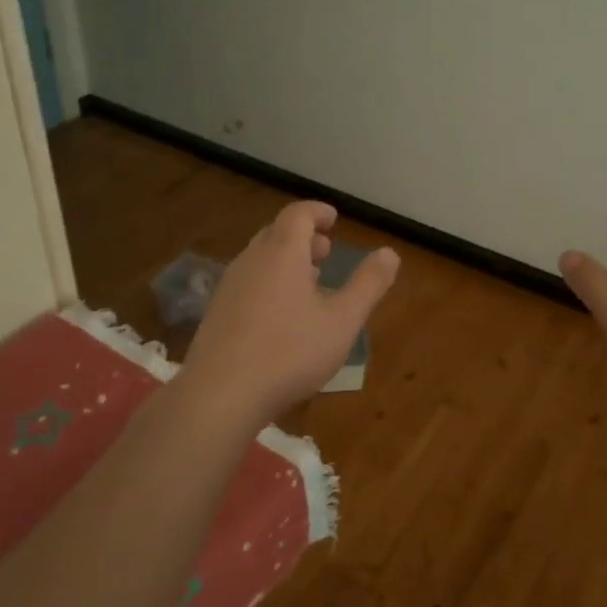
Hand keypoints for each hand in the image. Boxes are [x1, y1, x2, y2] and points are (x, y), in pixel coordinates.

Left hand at [180, 201, 399, 425]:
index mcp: (281, 252)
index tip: (334, 219)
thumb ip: (368, 284)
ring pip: (261, 258)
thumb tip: (390, 253)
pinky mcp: (217, 313)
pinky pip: (249, 282)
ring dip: (286, 260)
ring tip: (309, 282)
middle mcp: (251, 260)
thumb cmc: (289, 352)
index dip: (318, 212)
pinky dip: (270, 281)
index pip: (298, 214)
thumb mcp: (342, 321)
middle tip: (326, 252)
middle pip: (277, 233)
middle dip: (304, 237)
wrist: (220, 395)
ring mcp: (229, 286)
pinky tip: (282, 315)